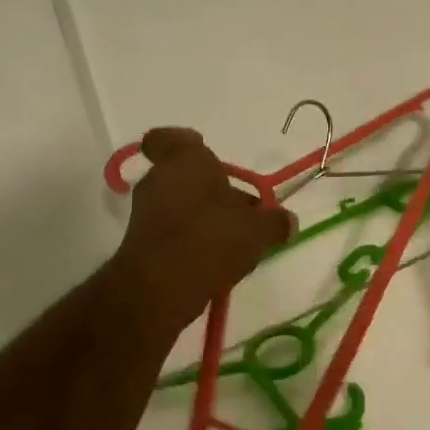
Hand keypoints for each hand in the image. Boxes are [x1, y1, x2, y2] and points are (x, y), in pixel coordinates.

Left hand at [111, 128, 296, 331]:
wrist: (158, 291)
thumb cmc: (209, 241)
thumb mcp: (257, 231)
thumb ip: (275, 222)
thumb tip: (288, 221)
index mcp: (184, 160)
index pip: (169, 138)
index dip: (187, 145)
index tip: (210, 162)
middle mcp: (159, 178)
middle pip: (188, 176)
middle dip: (215, 192)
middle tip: (244, 211)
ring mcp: (146, 211)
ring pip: (181, 203)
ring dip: (205, 217)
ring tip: (236, 242)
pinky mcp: (141, 242)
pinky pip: (172, 230)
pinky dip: (191, 239)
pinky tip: (215, 261)